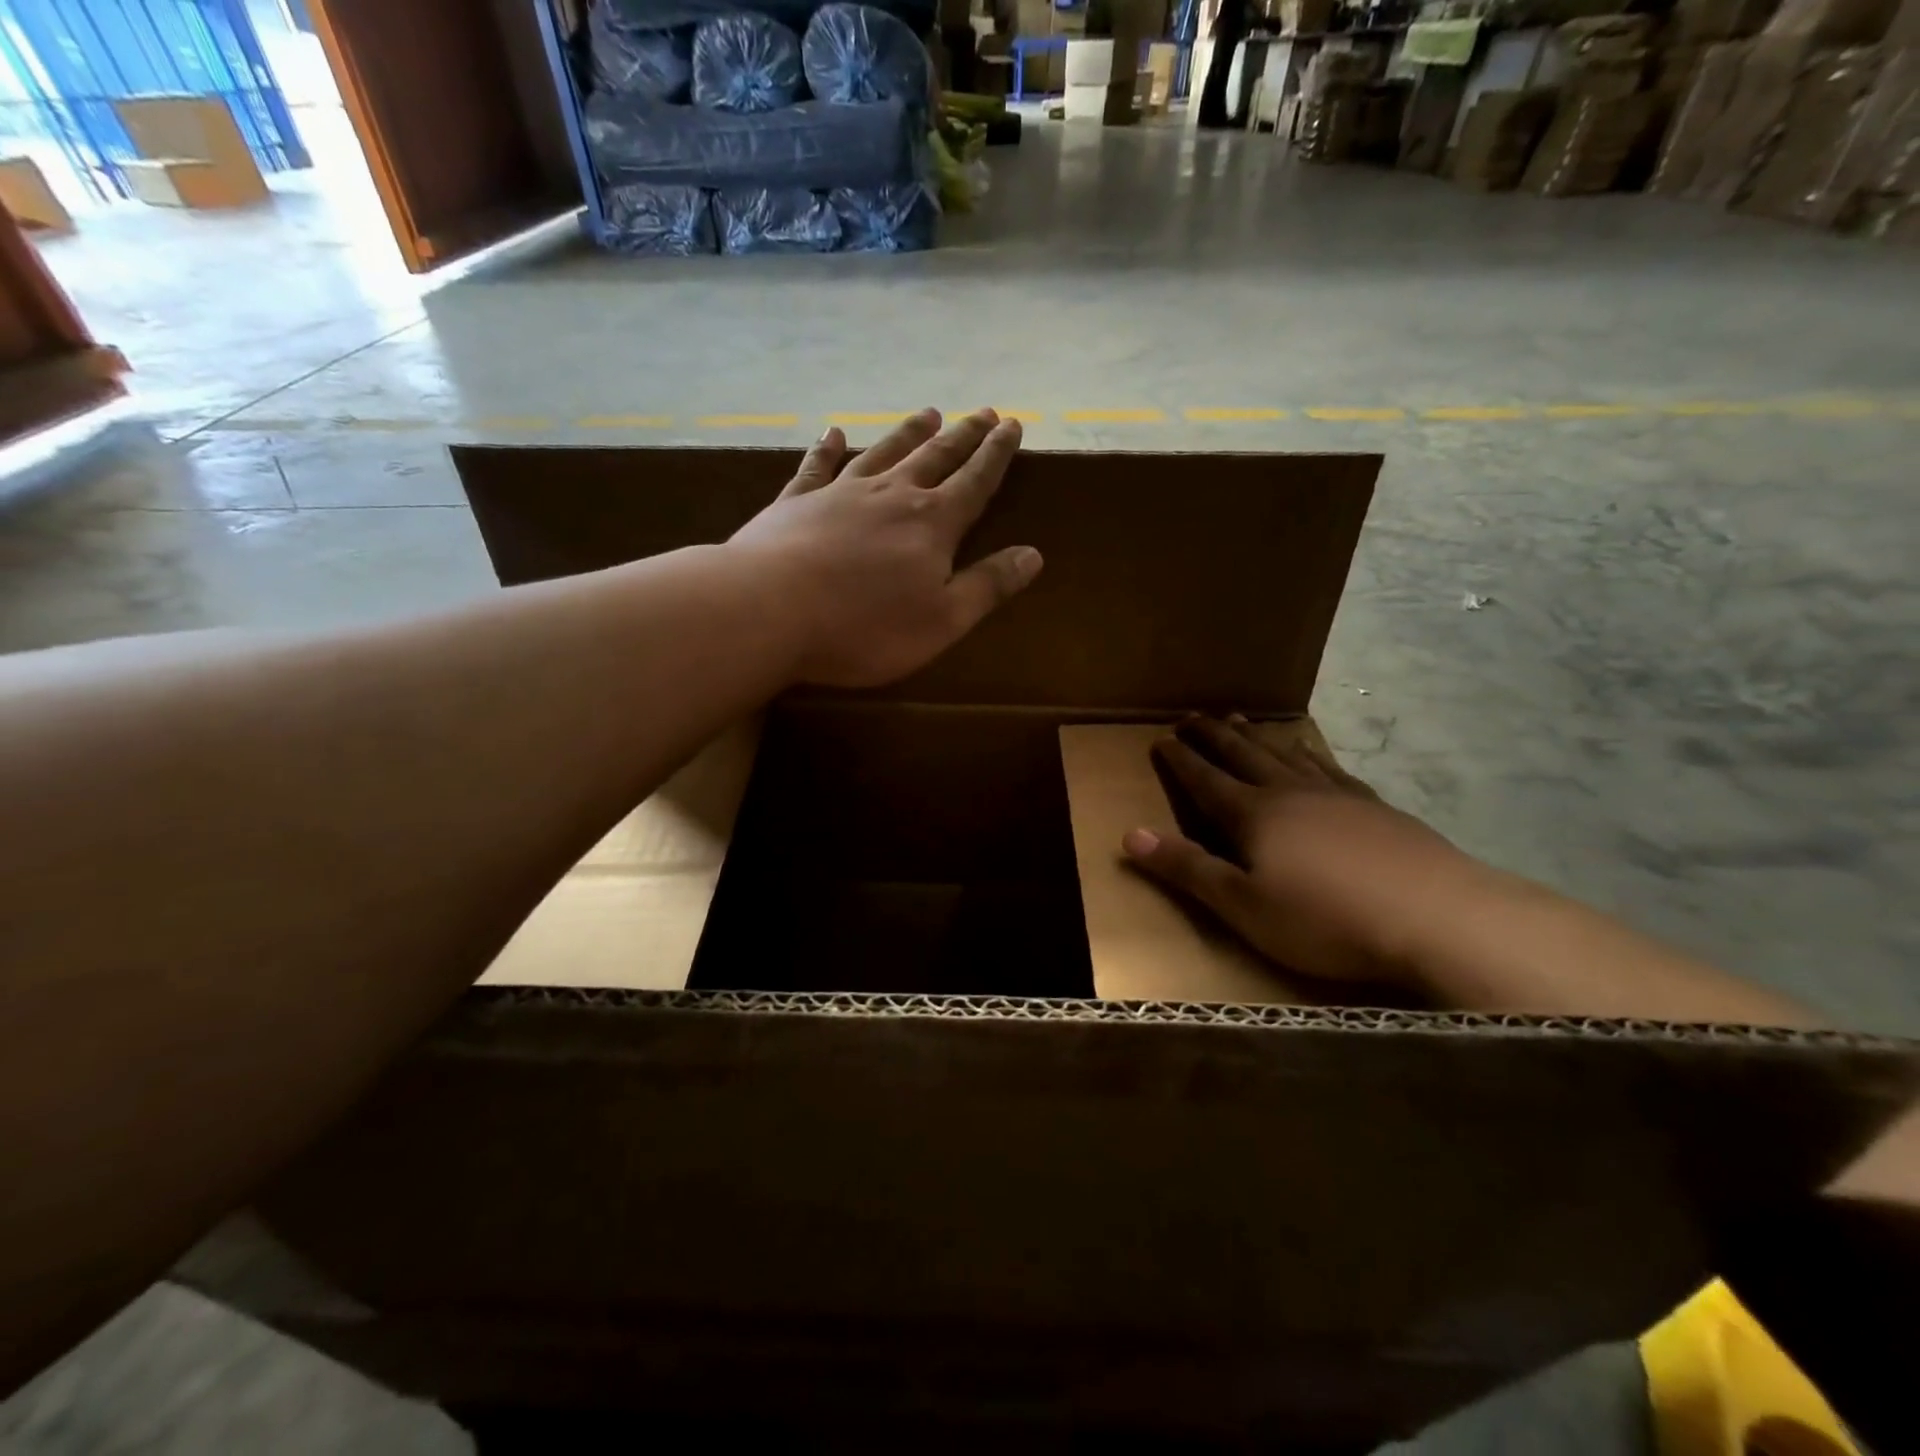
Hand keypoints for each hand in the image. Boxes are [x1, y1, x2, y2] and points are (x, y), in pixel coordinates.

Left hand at [728, 408, 1042, 688]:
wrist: (770, 610)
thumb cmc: (865, 627)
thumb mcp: (942, 620)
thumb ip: (988, 586)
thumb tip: (1034, 555)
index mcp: (932, 525)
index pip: (975, 481)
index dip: (997, 455)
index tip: (1012, 424)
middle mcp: (891, 495)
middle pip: (935, 457)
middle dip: (962, 435)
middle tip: (982, 412)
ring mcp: (840, 493)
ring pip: (883, 451)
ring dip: (907, 433)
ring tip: (927, 413)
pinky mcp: (796, 502)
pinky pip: (817, 466)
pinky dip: (827, 448)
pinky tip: (832, 433)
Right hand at [1122, 716, 1496, 986]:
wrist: (1435, 916)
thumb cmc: (1325, 919)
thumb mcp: (1242, 906)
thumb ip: (1187, 869)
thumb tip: (1129, 835)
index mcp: (1253, 815)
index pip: (1205, 780)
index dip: (1180, 761)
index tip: (1161, 739)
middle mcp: (1289, 793)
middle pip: (1243, 755)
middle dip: (1213, 736)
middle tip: (1193, 716)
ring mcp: (1336, 795)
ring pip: (1285, 753)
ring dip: (1257, 736)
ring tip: (1241, 719)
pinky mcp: (1375, 806)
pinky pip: (1329, 766)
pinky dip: (1309, 752)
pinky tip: (1310, 754)